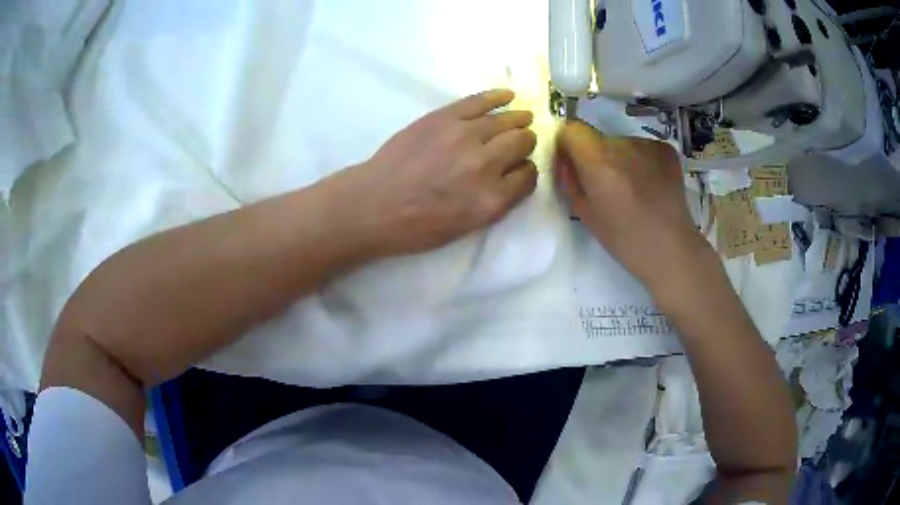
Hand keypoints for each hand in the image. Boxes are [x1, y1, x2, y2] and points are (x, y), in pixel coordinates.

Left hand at [325, 89, 538, 256]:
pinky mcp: (444, 117)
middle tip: (520, 142)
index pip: (528, 176)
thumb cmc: (416, 226)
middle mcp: (485, 164)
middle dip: (525, 143)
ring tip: (523, 117)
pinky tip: (508, 95)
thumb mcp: (465, 227)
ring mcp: (464, 136)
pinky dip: (498, 96)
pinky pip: (479, 101)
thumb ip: (496, 202)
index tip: (521, 168)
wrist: (374, 204)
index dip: (527, 170)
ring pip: (506, 120)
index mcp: (492, 199)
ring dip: (518, 119)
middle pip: (522, 143)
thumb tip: (512, 175)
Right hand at [554, 121, 712, 289]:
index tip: (572, 164)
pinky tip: (650, 185)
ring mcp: (648, 144)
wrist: (671, 249)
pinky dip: (641, 161)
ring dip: (620, 159)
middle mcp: (622, 143)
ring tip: (632, 189)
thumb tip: (565, 161)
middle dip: (595, 155)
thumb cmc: (624, 238)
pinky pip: (643, 148)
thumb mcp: (585, 213)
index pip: (572, 129)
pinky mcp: (666, 150)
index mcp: (598, 160)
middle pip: (598, 138)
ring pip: (622, 144)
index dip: (568, 144)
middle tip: (605, 185)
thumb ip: (570, 181)